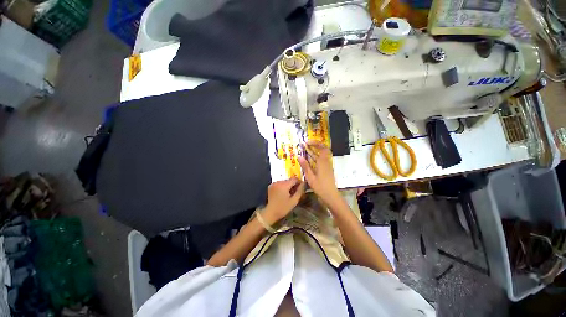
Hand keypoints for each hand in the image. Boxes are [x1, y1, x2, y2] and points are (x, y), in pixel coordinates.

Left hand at [262, 178, 304, 222]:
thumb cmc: (283, 208)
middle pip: (289, 180)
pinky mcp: (271, 186)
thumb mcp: (294, 200)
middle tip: (295, 193)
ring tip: (289, 194)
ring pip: (284, 181)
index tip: (301, 188)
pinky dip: (282, 187)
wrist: (271, 212)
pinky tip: (283, 194)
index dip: (299, 182)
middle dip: (293, 185)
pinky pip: (279, 183)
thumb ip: (300, 191)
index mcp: (284, 185)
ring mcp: (274, 183)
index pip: (294, 179)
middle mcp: (278, 182)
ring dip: (288, 186)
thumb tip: (303, 183)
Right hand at [298, 141, 340, 206]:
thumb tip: (299, 156)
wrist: (331, 195)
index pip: (322, 148)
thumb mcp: (310, 177)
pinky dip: (316, 157)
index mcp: (322, 162)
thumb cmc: (320, 187)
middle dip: (315, 145)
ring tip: (306, 149)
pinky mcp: (327, 169)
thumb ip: (305, 166)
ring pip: (322, 154)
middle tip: (307, 144)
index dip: (315, 143)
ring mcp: (327, 165)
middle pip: (323, 149)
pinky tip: (310, 159)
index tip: (307, 142)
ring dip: (315, 151)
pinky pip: (322, 159)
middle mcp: (326, 162)